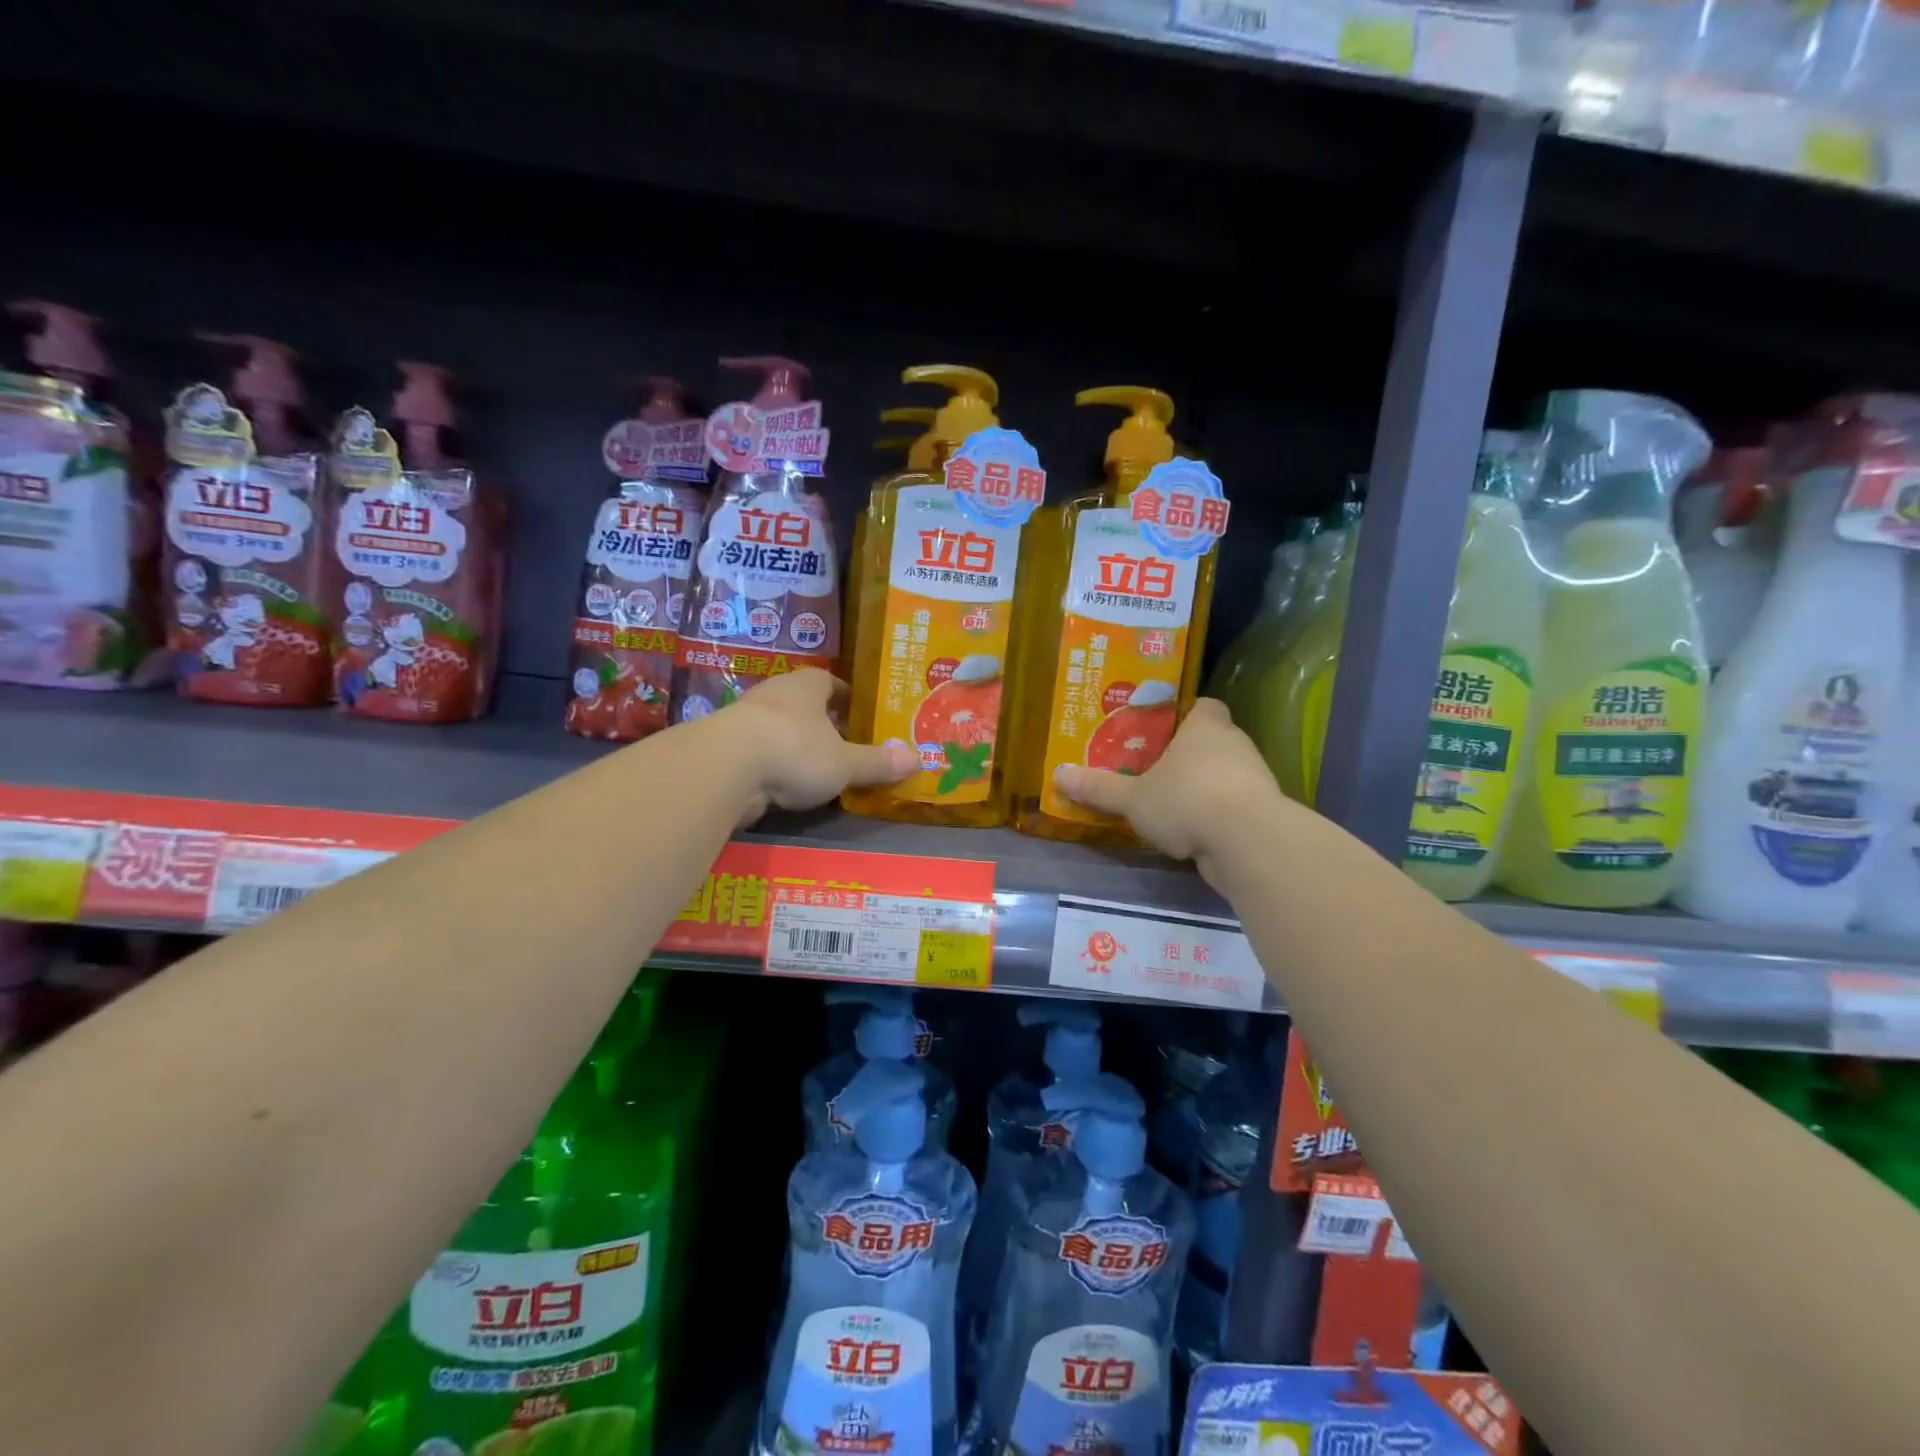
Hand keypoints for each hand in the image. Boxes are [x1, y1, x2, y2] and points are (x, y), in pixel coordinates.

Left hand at [715, 669, 915, 820]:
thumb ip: (877, 762)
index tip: (859, 712)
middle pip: (803, 704)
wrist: (724, 767)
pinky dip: (772, 766)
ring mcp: (744, 720)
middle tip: (843, 743)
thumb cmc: (795, 750)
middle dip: (821, 722)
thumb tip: (918, 759)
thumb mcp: (844, 763)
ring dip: (794, 744)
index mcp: (806, 686)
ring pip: (778, 728)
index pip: (830, 681)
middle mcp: (774, 695)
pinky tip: (783, 785)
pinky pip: (758, 753)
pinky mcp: (725, 749)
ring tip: (815, 767)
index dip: (846, 696)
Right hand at [1052, 698, 1292, 868]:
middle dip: (1186, 754)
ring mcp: (1254, 778)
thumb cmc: (1186, 800)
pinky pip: (1232, 804)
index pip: (1202, 705)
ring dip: (1202, 786)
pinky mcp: (1263, 812)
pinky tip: (1191, 831)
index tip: (1159, 729)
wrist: (1248, 842)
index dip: (1183, 714)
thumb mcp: (1133, 797)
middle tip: (1152, 767)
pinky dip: (1215, 814)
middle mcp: (1234, 744)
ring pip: (1223, 774)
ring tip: (1168, 802)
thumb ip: (1099, 787)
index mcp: (1205, 726)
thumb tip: (1058, 775)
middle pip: (1211, 740)